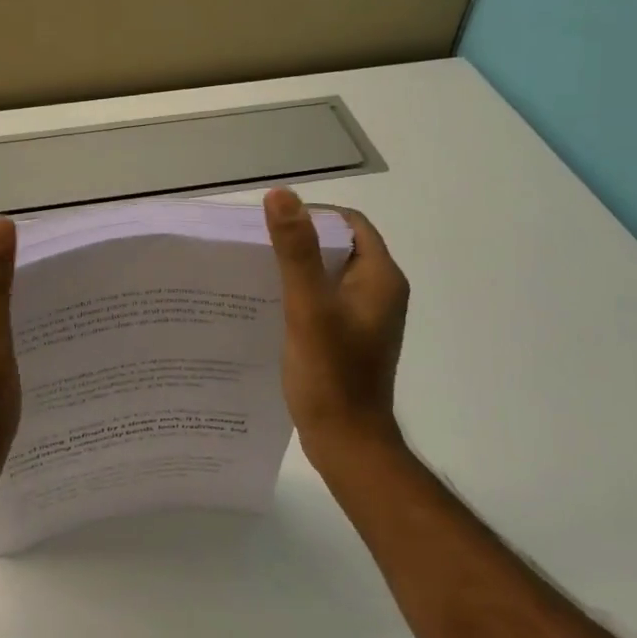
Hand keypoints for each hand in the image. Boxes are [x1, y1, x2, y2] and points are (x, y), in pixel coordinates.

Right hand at [263, 187, 411, 470]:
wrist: (346, 442)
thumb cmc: (331, 374)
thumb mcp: (308, 307)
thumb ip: (296, 251)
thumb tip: (281, 195)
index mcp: (380, 278)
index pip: (349, 223)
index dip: (312, 214)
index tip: (272, 223)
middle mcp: (379, 292)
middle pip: (339, 247)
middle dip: (299, 241)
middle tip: (256, 246)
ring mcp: (365, 317)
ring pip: (329, 274)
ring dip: (297, 268)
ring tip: (256, 271)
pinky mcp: (350, 337)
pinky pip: (324, 300)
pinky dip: (300, 294)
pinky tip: (269, 305)